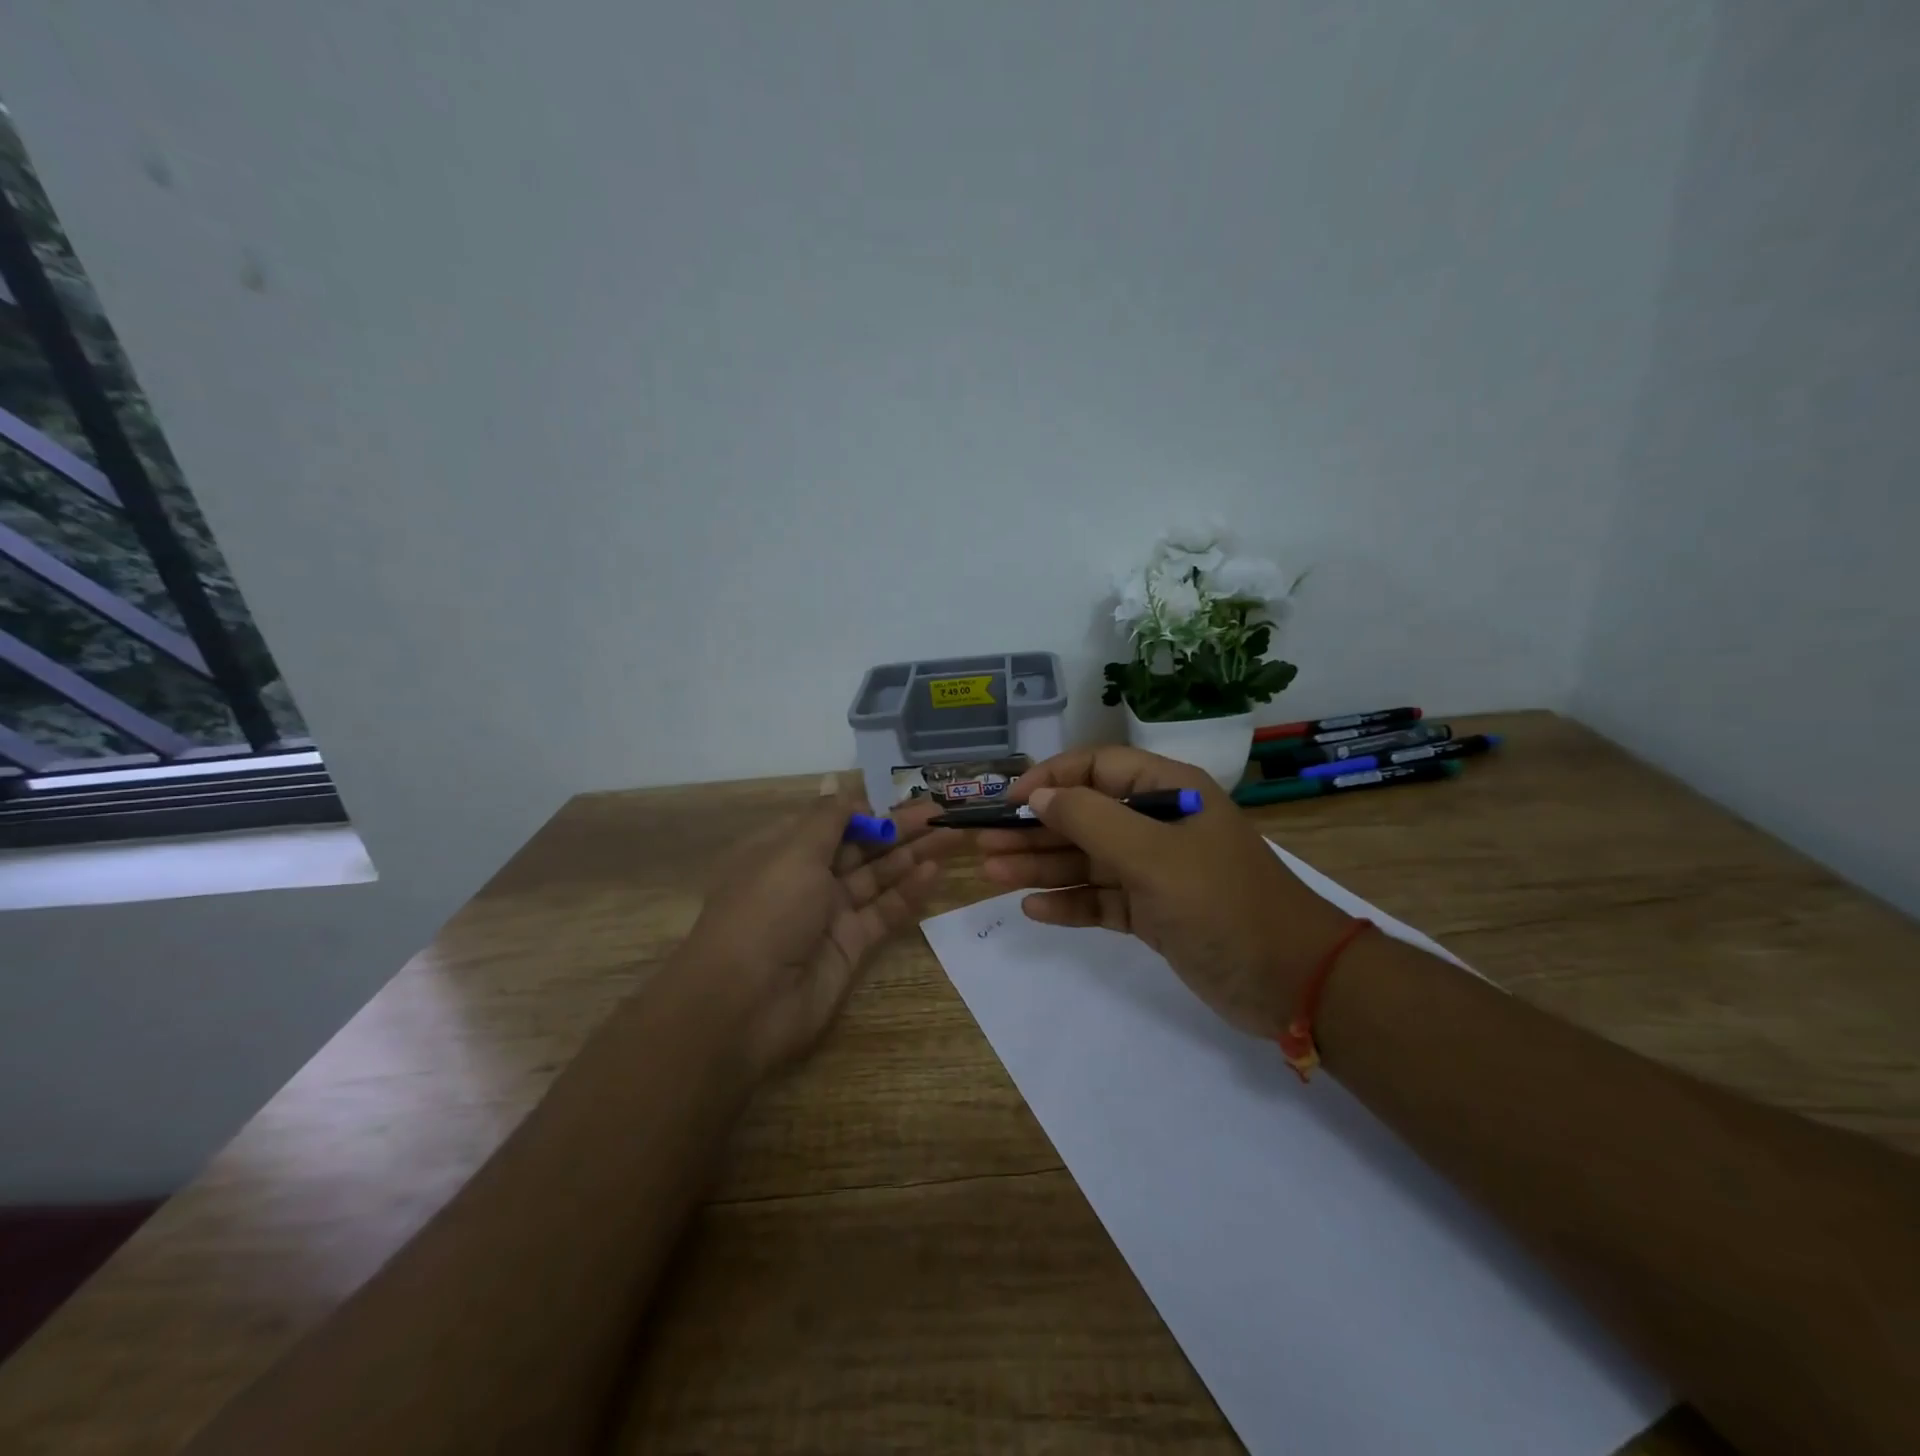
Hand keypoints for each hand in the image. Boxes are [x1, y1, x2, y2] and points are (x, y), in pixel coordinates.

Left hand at [682, 781, 954, 1074]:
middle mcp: (806, 878)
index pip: (829, 821)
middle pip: (860, 846)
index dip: (864, 810)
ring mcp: (830, 914)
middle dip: (898, 829)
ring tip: (952, 834)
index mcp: (782, 850)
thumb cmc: (766, 911)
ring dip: (912, 855)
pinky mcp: (851, 946)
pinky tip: (934, 871)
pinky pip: (884, 911)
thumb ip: (827, 819)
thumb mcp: (793, 852)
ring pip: (878, 876)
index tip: (898, 800)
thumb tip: (838, 784)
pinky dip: (908, 891)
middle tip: (941, 812)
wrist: (745, 1004)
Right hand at [976, 746, 1353, 1038]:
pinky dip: (1070, 902)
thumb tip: (1039, 796)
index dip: (1051, 778)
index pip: (1098, 767)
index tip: (1009, 800)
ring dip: (1042, 865)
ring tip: (992, 873)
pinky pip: (1101, 898)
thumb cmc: (1221, 902)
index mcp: (1168, 791)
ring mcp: (1156, 870)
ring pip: (1088, 859)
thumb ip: (1091, 819)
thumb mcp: (1152, 854)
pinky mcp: (1154, 912)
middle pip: (1085, 816)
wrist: (1292, 981)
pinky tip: (1034, 908)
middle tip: (985, 844)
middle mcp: (1159, 824)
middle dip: (1036, 829)